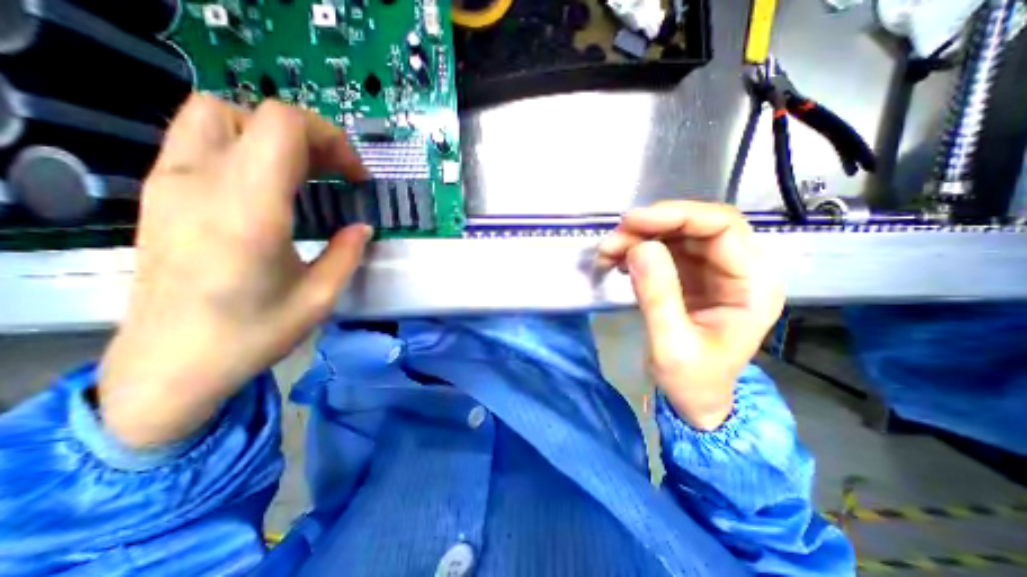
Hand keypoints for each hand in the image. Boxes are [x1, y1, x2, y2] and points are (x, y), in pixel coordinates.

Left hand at [100, 91, 370, 445]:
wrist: (172, 364)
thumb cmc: (254, 334)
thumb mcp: (320, 297)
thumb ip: (347, 253)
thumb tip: (363, 227)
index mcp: (249, 210)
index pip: (283, 125)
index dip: (330, 139)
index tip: (354, 177)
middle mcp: (203, 183)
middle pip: (255, 113)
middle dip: (309, 137)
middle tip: (335, 174)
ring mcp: (171, 184)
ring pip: (220, 116)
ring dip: (273, 137)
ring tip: (305, 175)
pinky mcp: (160, 195)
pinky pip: (201, 141)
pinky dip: (246, 148)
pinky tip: (269, 188)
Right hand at [600, 200, 783, 430]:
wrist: (693, 399)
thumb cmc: (692, 381)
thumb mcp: (671, 346)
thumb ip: (658, 297)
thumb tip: (639, 248)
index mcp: (751, 285)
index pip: (722, 227)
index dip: (677, 215)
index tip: (632, 222)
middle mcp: (737, 269)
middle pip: (697, 225)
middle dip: (651, 226)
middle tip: (612, 241)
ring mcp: (711, 270)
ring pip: (676, 234)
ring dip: (639, 237)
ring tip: (607, 253)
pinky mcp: (690, 276)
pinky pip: (664, 249)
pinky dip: (637, 249)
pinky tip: (619, 261)